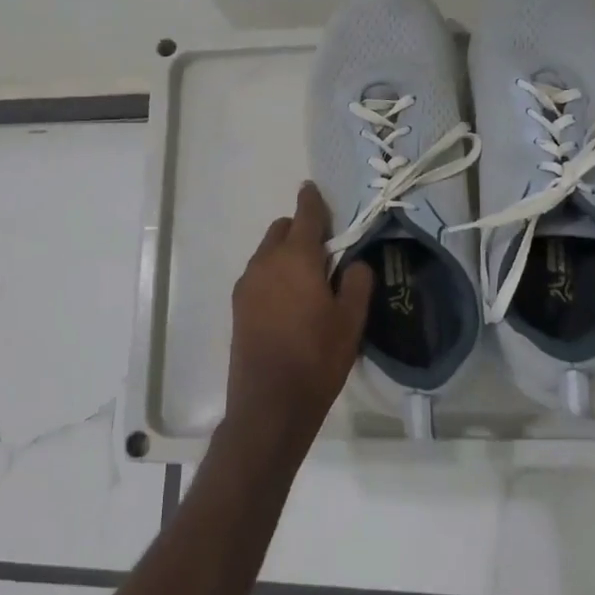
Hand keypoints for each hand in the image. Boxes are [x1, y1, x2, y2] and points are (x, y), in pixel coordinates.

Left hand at [226, 182, 373, 452]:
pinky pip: (258, 274)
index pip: (305, 215)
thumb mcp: (351, 321)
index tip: (313, 189)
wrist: (269, 404)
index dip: (312, 200)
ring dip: (285, 252)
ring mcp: (247, 284)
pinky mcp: (237, 305)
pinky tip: (288, 301)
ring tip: (308, 279)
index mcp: (296, 257)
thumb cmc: (316, 358)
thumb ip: (356, 282)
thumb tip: (353, 263)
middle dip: (300, 229)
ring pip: (267, 252)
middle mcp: (265, 262)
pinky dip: (273, 273)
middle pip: (282, 229)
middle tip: (325, 250)